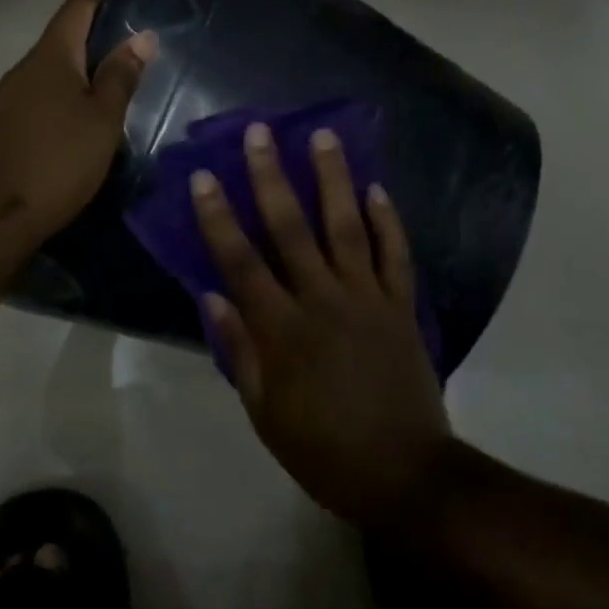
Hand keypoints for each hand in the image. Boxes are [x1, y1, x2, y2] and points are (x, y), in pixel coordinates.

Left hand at [0, 0, 156, 246]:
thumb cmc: (59, 162)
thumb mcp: (103, 120)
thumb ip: (122, 75)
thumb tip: (143, 36)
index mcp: (50, 56)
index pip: (78, 7)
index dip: (109, 10)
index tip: (137, 37)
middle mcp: (24, 68)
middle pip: (65, 42)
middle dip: (100, 55)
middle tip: (134, 82)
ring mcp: (7, 98)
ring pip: (52, 76)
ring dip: (81, 86)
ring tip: (111, 115)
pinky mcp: (1, 126)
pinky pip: (38, 102)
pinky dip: (62, 109)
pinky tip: (78, 140)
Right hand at [192, 123, 452, 527]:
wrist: (404, 475)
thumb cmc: (322, 448)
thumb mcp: (264, 411)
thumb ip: (239, 350)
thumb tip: (212, 296)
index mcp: (282, 330)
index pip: (241, 262)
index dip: (219, 218)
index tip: (203, 177)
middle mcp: (323, 301)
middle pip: (292, 229)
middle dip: (271, 177)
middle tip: (261, 132)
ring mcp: (368, 299)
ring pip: (347, 227)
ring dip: (333, 179)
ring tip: (324, 136)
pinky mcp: (401, 307)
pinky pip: (395, 255)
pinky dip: (388, 221)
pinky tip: (377, 188)